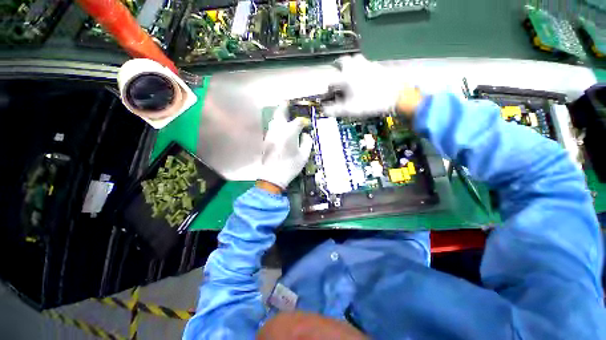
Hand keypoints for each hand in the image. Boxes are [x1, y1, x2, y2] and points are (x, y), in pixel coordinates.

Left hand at [257, 103, 312, 191]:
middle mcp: (278, 130)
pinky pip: (271, 129)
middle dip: (284, 107)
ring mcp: (270, 135)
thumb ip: (307, 142)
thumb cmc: (291, 166)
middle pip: (280, 114)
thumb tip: (305, 134)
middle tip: (287, 102)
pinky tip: (279, 129)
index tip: (306, 124)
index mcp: (289, 132)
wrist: (272, 176)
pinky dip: (275, 125)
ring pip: (273, 121)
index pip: (297, 121)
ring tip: (283, 115)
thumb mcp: (304, 155)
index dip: (303, 122)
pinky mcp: (266, 141)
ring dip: (278, 116)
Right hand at [324, 54, 422, 117]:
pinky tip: (363, 76)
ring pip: (354, 59)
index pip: (331, 82)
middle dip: (337, 68)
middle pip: (342, 61)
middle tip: (337, 75)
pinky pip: (365, 63)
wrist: (395, 95)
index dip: (328, 90)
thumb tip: (324, 111)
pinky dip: (361, 68)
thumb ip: (335, 110)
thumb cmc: (370, 102)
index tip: (330, 96)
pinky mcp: (377, 66)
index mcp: (346, 77)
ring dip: (349, 64)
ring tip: (349, 73)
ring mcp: (367, 64)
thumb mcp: (350, 110)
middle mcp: (354, 67)